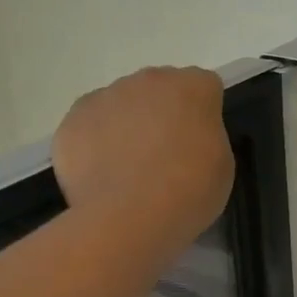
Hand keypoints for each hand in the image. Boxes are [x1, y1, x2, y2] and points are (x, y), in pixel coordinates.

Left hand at [52, 68, 233, 247]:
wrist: (130, 216)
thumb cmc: (190, 190)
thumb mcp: (222, 163)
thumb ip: (206, 136)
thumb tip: (186, 137)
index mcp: (193, 87)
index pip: (204, 87)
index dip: (203, 114)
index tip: (201, 142)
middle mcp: (149, 80)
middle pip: (160, 88)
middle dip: (163, 112)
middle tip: (165, 154)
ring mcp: (106, 96)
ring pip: (121, 104)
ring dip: (127, 125)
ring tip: (129, 168)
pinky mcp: (73, 119)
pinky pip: (90, 124)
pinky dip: (96, 142)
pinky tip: (103, 173)